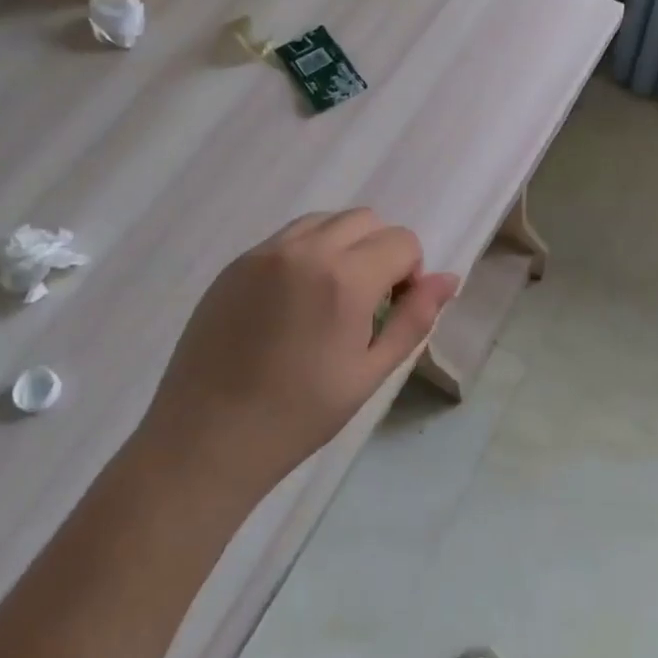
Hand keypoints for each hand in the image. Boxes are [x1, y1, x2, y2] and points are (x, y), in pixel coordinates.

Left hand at [136, 209, 459, 500]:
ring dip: (342, 244)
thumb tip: (450, 278)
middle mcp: (305, 250)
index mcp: (345, 278)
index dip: (410, 272)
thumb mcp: (369, 373)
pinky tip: (291, 303)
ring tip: (329, 298)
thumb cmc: (298, 415)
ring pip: (324, 220)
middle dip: (379, 250)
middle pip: (365, 218)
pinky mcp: (236, 263)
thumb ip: (414, 319)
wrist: (207, 438)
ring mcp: (265, 252)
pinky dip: (305, 252)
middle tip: (366, 303)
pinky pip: (286, 238)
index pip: (401, 240)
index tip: (392, 310)